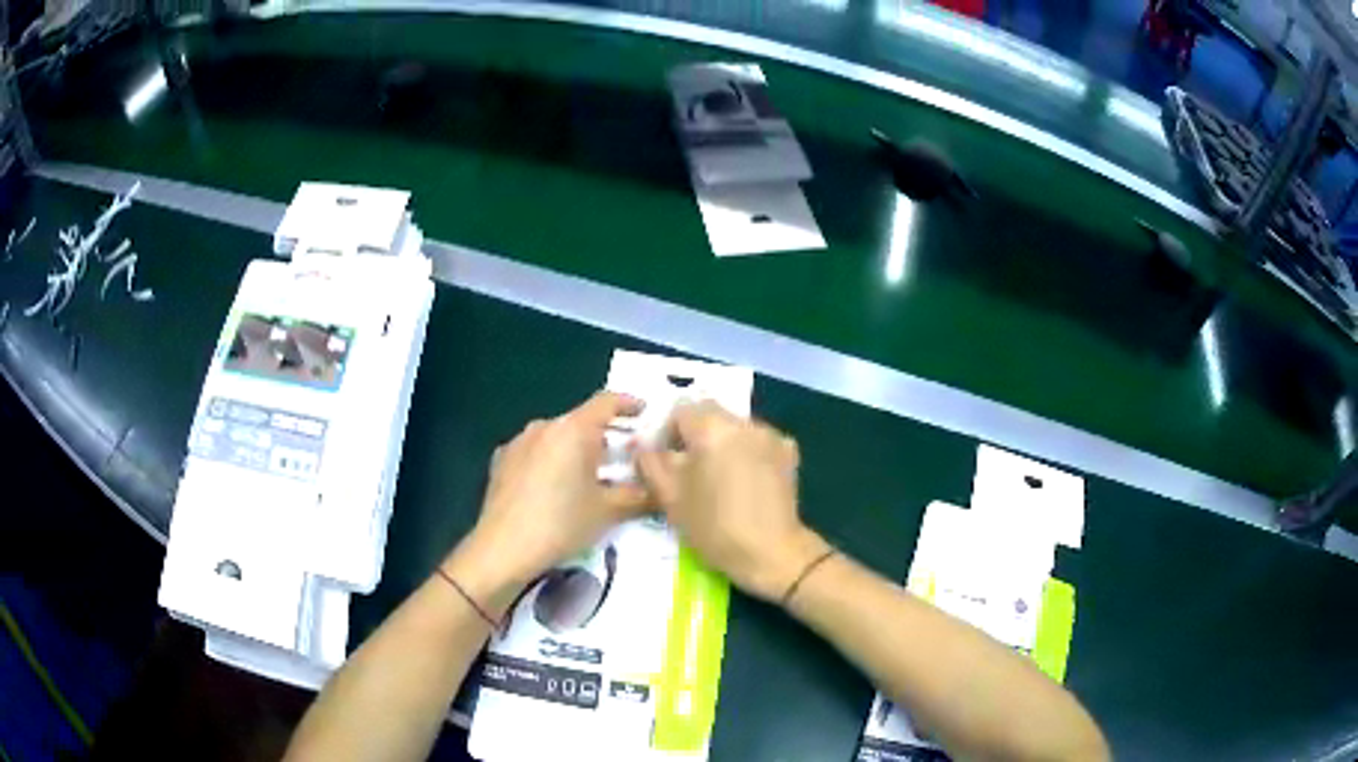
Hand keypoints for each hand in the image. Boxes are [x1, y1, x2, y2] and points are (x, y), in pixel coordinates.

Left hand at [451, 392, 649, 601]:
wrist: (502, 549)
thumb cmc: (561, 525)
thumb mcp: (608, 512)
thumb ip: (639, 496)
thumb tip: (661, 490)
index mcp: (573, 429)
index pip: (607, 402)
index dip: (629, 404)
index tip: (645, 412)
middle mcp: (545, 426)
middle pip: (582, 421)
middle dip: (606, 436)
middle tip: (626, 457)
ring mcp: (519, 442)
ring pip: (557, 437)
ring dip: (577, 450)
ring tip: (592, 476)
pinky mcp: (501, 460)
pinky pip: (536, 452)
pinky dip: (552, 462)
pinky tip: (557, 488)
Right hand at [637, 401, 828, 601]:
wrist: (771, 552)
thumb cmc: (714, 527)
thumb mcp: (670, 498)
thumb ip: (650, 464)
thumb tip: (643, 446)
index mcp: (711, 428)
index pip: (679, 411)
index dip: (666, 433)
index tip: (665, 462)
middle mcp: (743, 422)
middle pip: (710, 414)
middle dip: (695, 435)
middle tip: (689, 470)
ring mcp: (770, 435)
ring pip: (735, 426)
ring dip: (722, 442)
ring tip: (718, 478)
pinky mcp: (789, 452)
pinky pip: (758, 440)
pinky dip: (747, 451)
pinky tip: (746, 480)